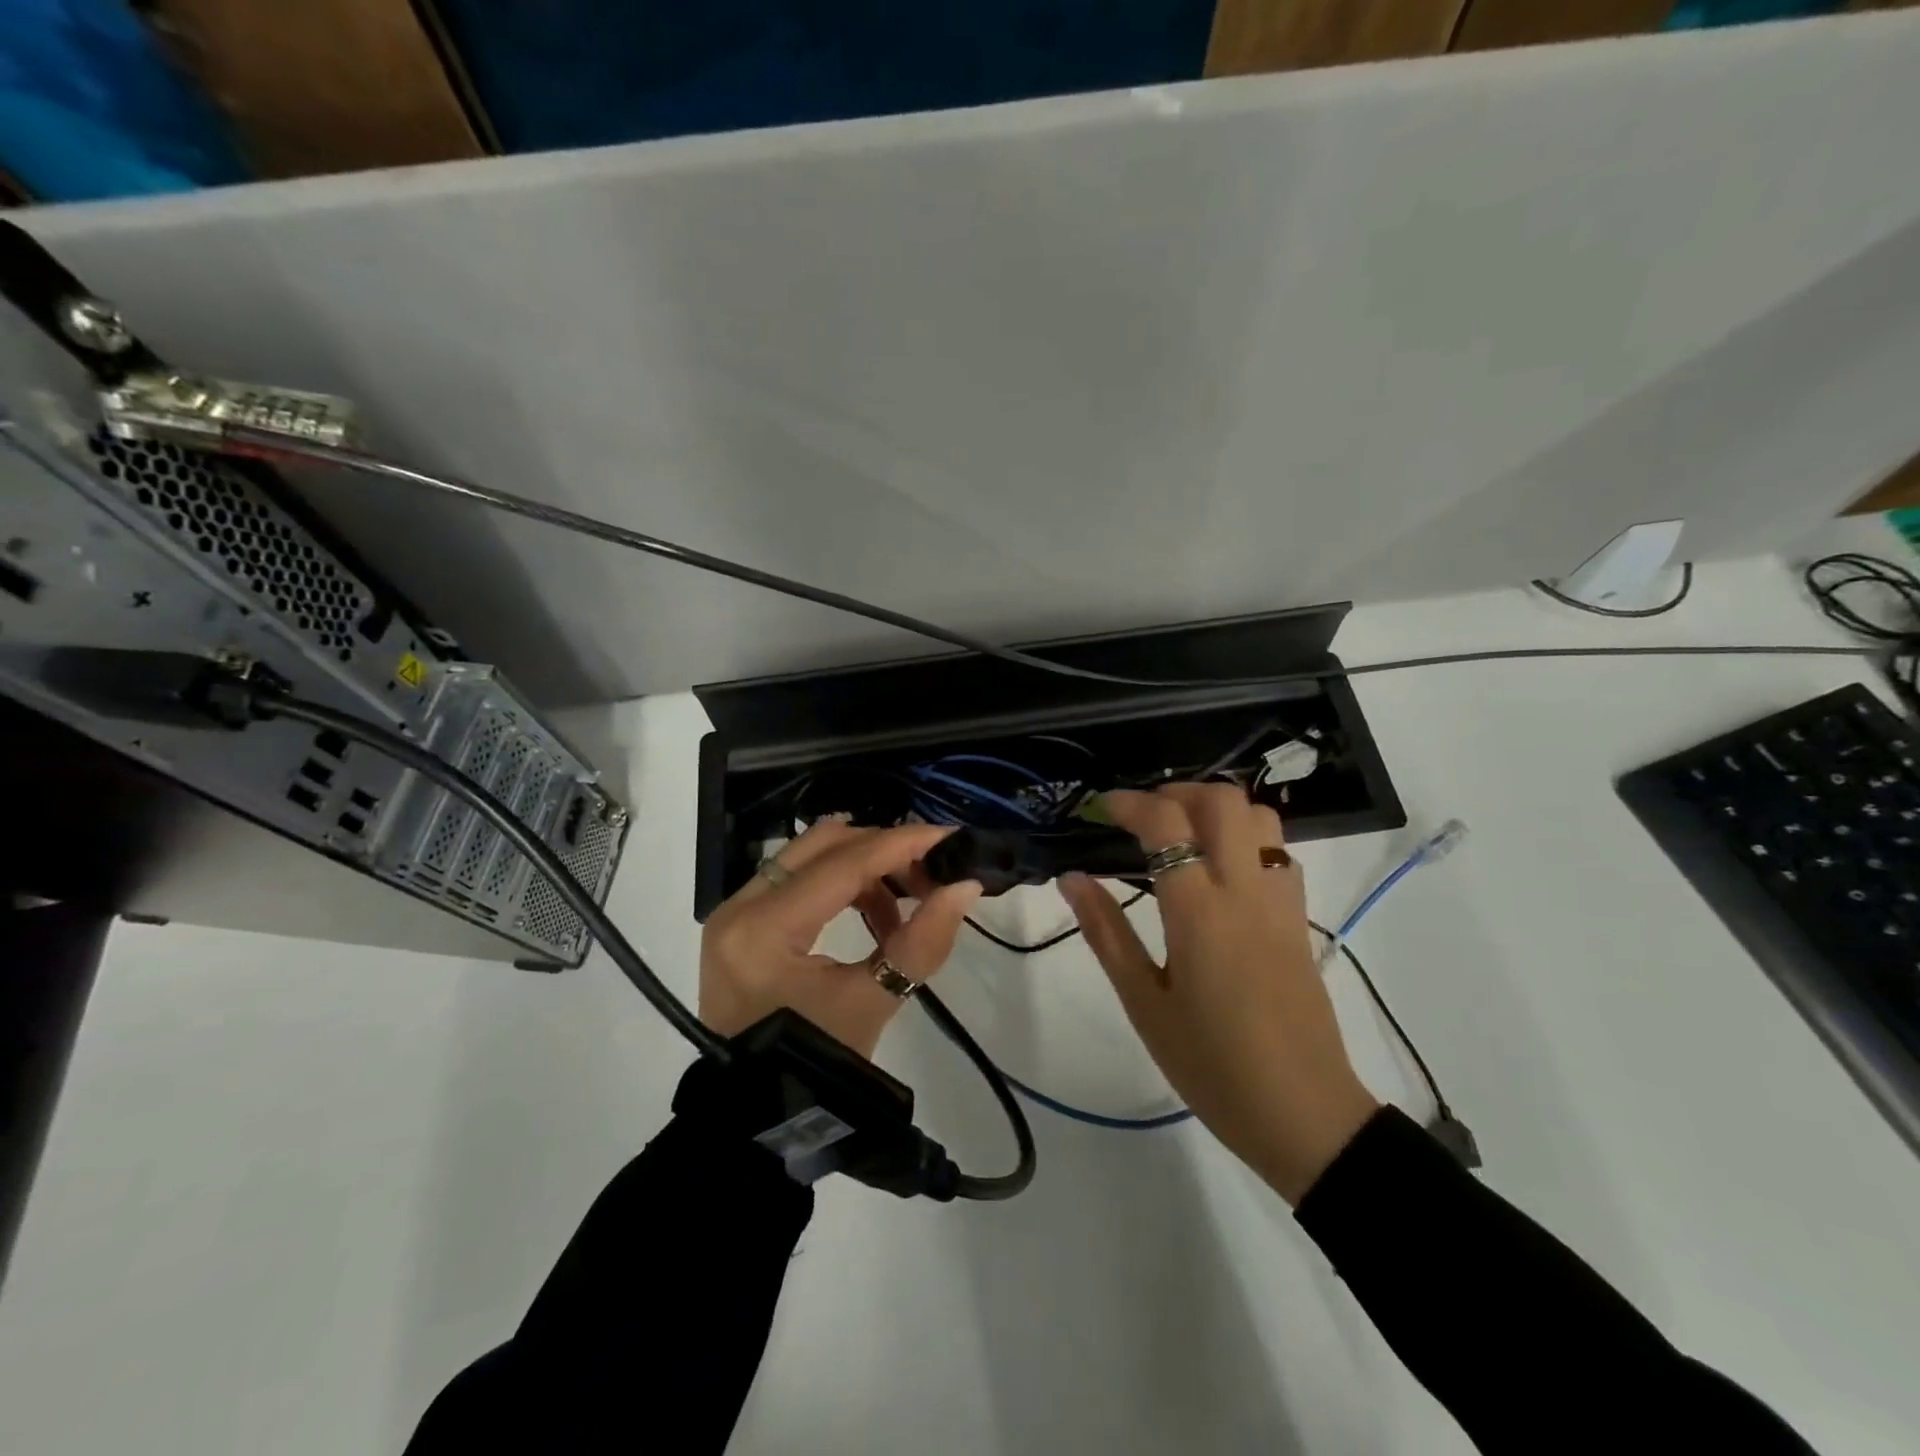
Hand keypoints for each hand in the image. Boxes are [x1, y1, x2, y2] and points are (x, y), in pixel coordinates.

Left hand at [700, 819, 983, 1058]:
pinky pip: (799, 880)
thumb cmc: (813, 1066)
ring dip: (865, 868)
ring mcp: (736, 911)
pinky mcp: (743, 923)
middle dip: (884, 850)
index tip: (951, 838)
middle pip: (823, 844)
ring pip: (810, 856)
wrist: (756, 1118)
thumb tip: (966, 885)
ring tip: (909, 905)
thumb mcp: (872, 1003)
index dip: (903, 845)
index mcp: (765, 928)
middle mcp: (741, 905)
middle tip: (932, 871)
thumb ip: (922, 940)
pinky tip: (877, 918)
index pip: (844, 864)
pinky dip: (843, 886)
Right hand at [1059, 783, 1378, 1203]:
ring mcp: (1281, 903)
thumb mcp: (1144, 1003)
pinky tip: (1220, 869)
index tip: (1102, 809)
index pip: (1167, 823)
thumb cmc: (1211, 1065)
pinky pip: (1278, 852)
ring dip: (1217, 809)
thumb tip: (1072, 878)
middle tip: (1143, 817)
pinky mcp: (1300, 920)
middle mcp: (1246, 892)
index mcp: (1200, 912)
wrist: (1303, 1115)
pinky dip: (1246, 837)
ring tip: (1182, 835)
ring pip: (1260, 818)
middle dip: (1177, 792)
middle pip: (1223, 801)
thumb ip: (1106, 933)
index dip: (1130, 803)